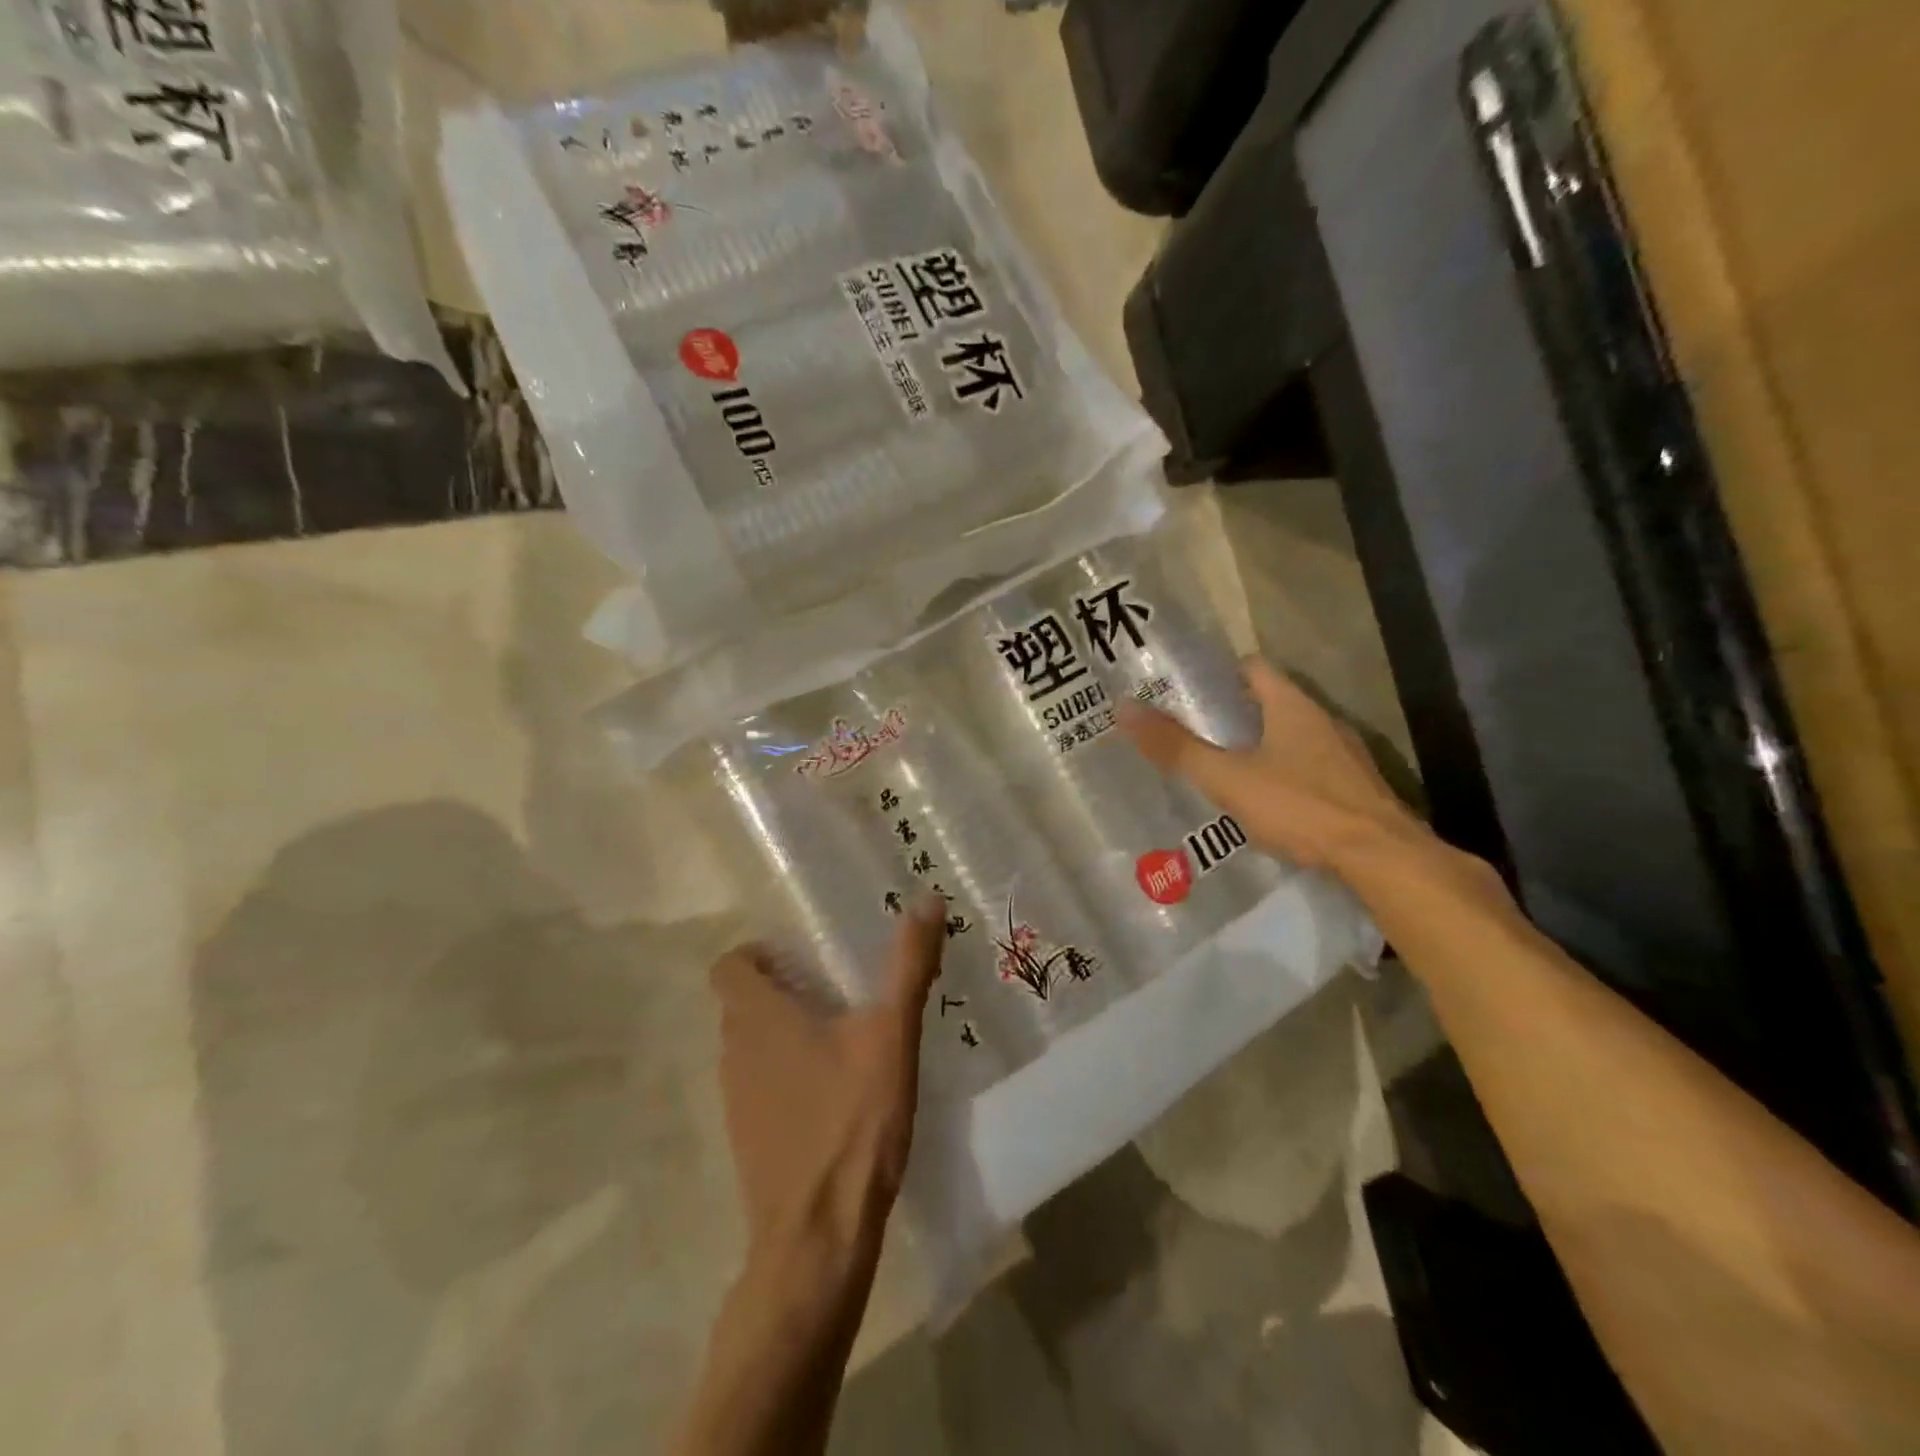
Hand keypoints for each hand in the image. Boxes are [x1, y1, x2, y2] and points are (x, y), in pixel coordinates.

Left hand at [710, 894, 945, 1276]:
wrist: (818, 1238)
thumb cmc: (851, 1121)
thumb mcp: (891, 1033)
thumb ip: (908, 964)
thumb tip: (927, 899)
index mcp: (758, 1018)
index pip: (728, 966)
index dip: (758, 954)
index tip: (803, 958)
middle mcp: (735, 1053)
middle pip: (743, 1005)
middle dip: (782, 991)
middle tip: (837, 990)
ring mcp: (737, 1102)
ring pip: (752, 1048)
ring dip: (786, 1035)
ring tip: (842, 1038)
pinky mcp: (749, 1140)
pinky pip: (761, 1088)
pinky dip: (788, 1077)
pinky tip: (836, 1095)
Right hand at [1121, 656, 1429, 874]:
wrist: (1382, 858)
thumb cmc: (1300, 806)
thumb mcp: (1227, 778)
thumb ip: (1177, 747)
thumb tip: (1124, 709)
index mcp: (1292, 705)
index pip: (1252, 667)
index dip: (1218, 673)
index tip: (1185, 690)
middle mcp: (1322, 720)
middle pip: (1271, 701)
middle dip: (1232, 713)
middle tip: (1191, 731)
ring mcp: (1344, 755)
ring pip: (1292, 736)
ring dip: (1259, 744)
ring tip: (1221, 766)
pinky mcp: (1355, 788)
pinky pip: (1310, 767)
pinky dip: (1283, 773)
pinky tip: (1265, 801)